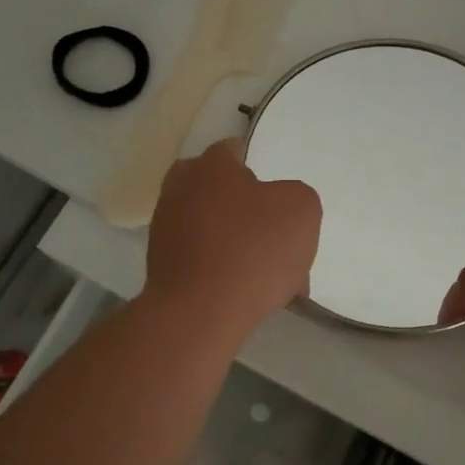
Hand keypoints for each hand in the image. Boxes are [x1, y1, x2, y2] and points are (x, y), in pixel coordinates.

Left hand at [144, 138, 321, 341]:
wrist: (200, 314)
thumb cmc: (253, 250)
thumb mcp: (302, 209)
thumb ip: (296, 196)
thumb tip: (279, 207)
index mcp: (210, 165)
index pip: (234, 150)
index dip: (262, 169)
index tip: (280, 196)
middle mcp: (180, 189)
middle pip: (221, 191)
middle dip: (249, 210)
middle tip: (278, 237)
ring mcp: (165, 229)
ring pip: (215, 230)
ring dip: (242, 246)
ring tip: (275, 278)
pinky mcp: (162, 266)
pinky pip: (204, 260)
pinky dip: (226, 272)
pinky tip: (251, 295)